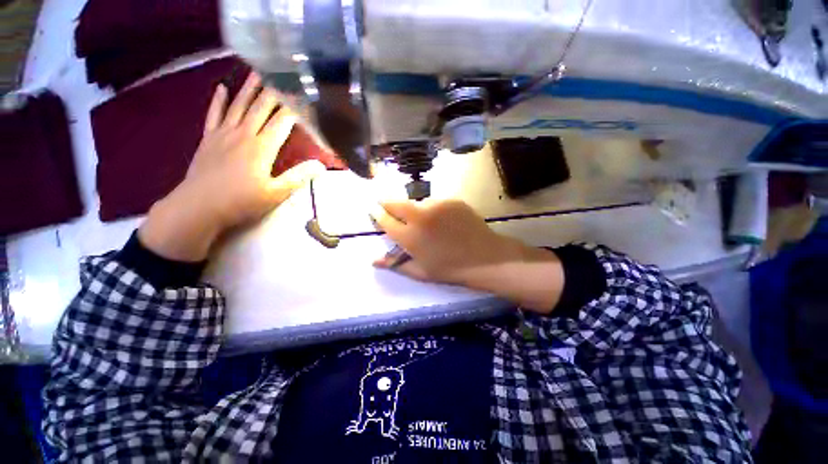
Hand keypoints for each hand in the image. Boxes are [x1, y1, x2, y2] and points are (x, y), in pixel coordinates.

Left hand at [139, 72, 324, 261]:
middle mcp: (243, 134)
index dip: (295, 108)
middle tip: (283, 75)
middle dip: (274, 91)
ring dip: (248, 88)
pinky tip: (221, 87)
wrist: (198, 207)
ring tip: (257, 72)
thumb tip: (321, 164)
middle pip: (260, 107)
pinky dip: (218, 100)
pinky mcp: (208, 139)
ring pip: (238, 105)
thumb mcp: (276, 194)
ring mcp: (223, 134)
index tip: (305, 96)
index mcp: (262, 147)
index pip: (282, 121)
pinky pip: (214, 114)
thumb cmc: (241, 202)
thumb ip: (298, 177)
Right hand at [371, 199, 564, 312]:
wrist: (484, 258)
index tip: (373, 210)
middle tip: (385, 204)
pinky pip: (435, 202)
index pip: (385, 220)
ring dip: (413, 208)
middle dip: (386, 202)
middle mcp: (420, 217)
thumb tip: (373, 260)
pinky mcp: (451, 200)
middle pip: (396, 203)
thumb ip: (395, 265)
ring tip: (423, 219)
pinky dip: (432, 208)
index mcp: (409, 237)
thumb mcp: (421, 272)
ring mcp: (437, 205)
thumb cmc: (450, 269)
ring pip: (416, 202)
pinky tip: (441, 219)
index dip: (377, 214)